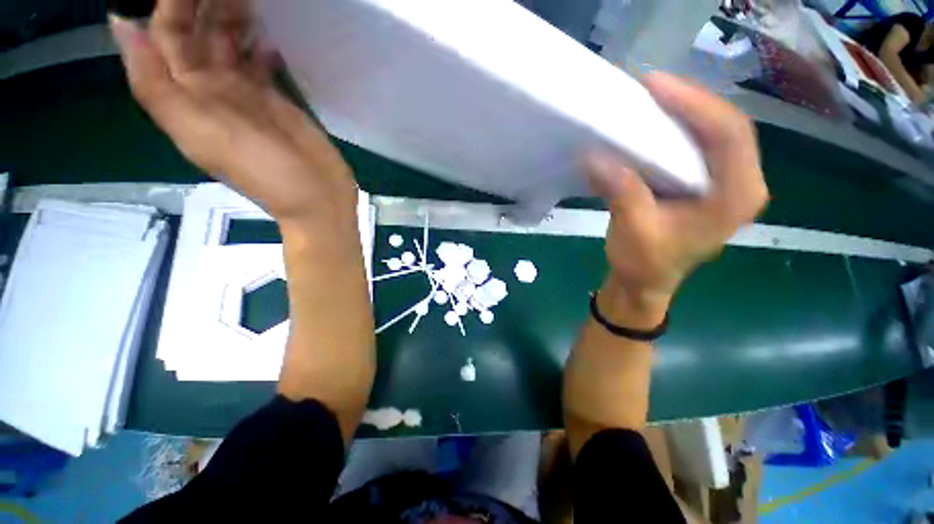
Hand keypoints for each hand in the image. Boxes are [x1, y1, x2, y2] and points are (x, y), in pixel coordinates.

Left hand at [109, 0, 356, 228]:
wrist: (318, 199)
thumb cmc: (266, 174)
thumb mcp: (202, 136)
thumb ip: (156, 86)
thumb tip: (120, 24)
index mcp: (186, 96)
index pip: (167, 35)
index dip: (174, 2)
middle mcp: (210, 90)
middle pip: (197, 33)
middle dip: (206, 1)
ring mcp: (246, 95)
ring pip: (229, 42)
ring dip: (234, 15)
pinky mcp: (276, 102)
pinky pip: (259, 63)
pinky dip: (260, 46)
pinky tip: (268, 37)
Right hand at [587, 72, 768, 325]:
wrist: (644, 283)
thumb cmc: (644, 265)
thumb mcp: (633, 231)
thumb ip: (623, 192)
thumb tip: (597, 156)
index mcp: (735, 198)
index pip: (728, 136)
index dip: (695, 105)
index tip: (654, 87)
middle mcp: (741, 184)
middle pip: (726, 127)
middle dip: (689, 101)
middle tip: (649, 87)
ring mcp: (726, 183)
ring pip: (714, 132)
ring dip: (684, 112)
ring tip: (650, 99)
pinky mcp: (706, 184)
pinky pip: (698, 145)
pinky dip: (676, 130)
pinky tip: (653, 124)